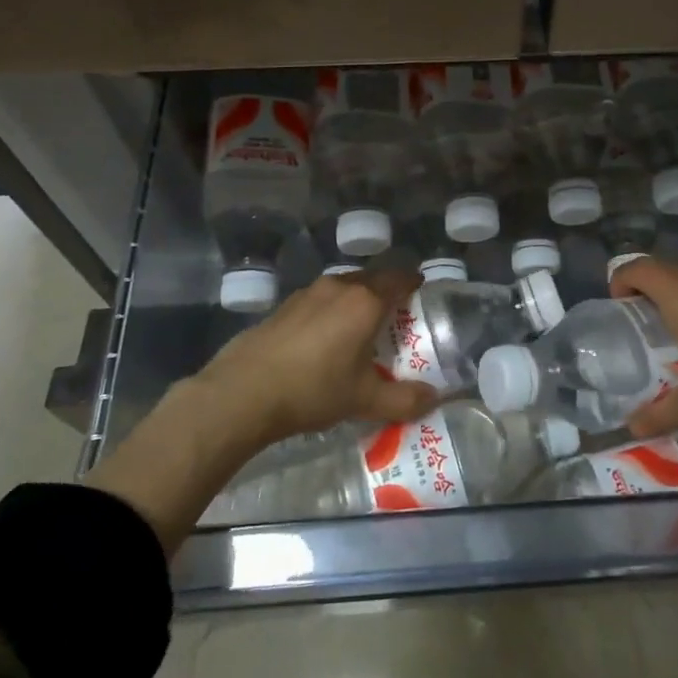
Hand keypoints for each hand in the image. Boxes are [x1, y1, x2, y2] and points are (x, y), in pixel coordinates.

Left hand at [192, 268, 439, 444]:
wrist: (243, 392)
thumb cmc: (313, 389)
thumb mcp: (364, 400)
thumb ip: (404, 399)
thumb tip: (434, 399)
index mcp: (366, 301)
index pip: (400, 277)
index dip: (414, 282)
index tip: (422, 292)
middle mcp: (339, 286)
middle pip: (373, 278)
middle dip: (387, 292)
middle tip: (397, 317)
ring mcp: (308, 292)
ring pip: (344, 286)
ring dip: (358, 300)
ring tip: (361, 328)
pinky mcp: (284, 305)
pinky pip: (321, 299)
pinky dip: (332, 310)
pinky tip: (325, 338)